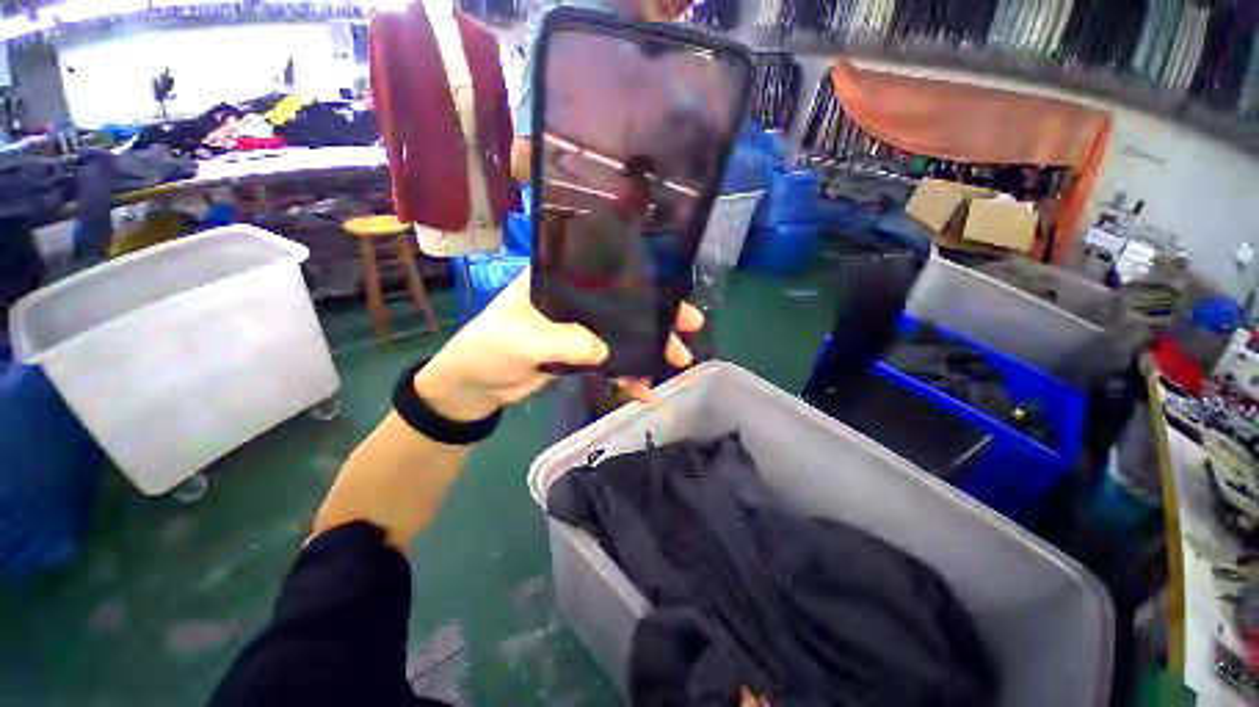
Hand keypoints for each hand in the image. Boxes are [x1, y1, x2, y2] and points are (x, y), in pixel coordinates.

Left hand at [413, 270, 702, 421]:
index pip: (606, 271)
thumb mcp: (522, 340)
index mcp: (558, 281)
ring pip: (622, 333)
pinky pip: (611, 360)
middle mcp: (573, 299)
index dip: (641, 278)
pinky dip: (627, 373)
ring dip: (648, 347)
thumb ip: (567, 341)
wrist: (474, 386)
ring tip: (677, 361)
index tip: (672, 288)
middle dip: (656, 315)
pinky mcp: (580, 353)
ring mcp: (579, 328)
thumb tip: (608, 350)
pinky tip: (644, 388)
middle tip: (690, 325)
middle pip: (622, 302)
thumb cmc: (488, 349)